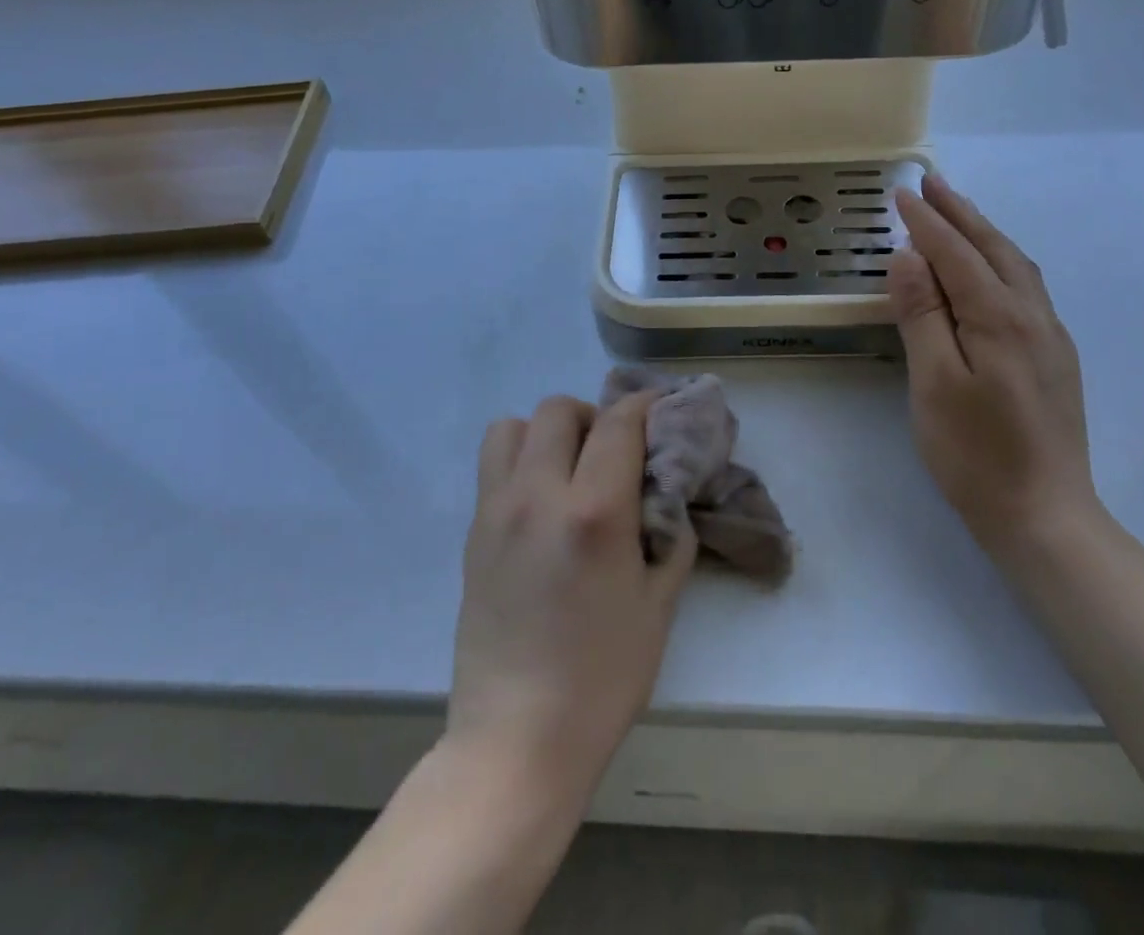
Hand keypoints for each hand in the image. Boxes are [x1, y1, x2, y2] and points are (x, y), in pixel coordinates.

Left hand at [447, 393, 696, 806]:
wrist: (517, 738)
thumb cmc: (602, 677)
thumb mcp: (659, 605)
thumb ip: (670, 536)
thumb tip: (666, 498)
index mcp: (594, 511)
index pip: (618, 422)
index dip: (643, 405)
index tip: (658, 410)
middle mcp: (539, 495)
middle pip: (560, 410)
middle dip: (595, 417)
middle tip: (613, 452)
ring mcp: (497, 511)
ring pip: (513, 425)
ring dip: (547, 432)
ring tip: (568, 468)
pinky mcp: (473, 533)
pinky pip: (494, 465)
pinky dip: (521, 460)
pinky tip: (542, 502)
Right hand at [886, 174, 1098, 563]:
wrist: (1046, 517)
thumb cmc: (976, 454)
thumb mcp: (934, 384)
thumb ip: (922, 316)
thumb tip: (908, 257)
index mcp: (1000, 318)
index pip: (957, 254)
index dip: (928, 222)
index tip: (902, 193)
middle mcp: (1033, 316)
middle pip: (993, 249)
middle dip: (960, 213)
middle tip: (931, 183)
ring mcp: (1050, 337)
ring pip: (1016, 266)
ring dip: (984, 232)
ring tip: (957, 213)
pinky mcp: (1055, 358)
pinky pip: (1025, 288)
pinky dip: (1000, 260)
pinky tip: (989, 269)